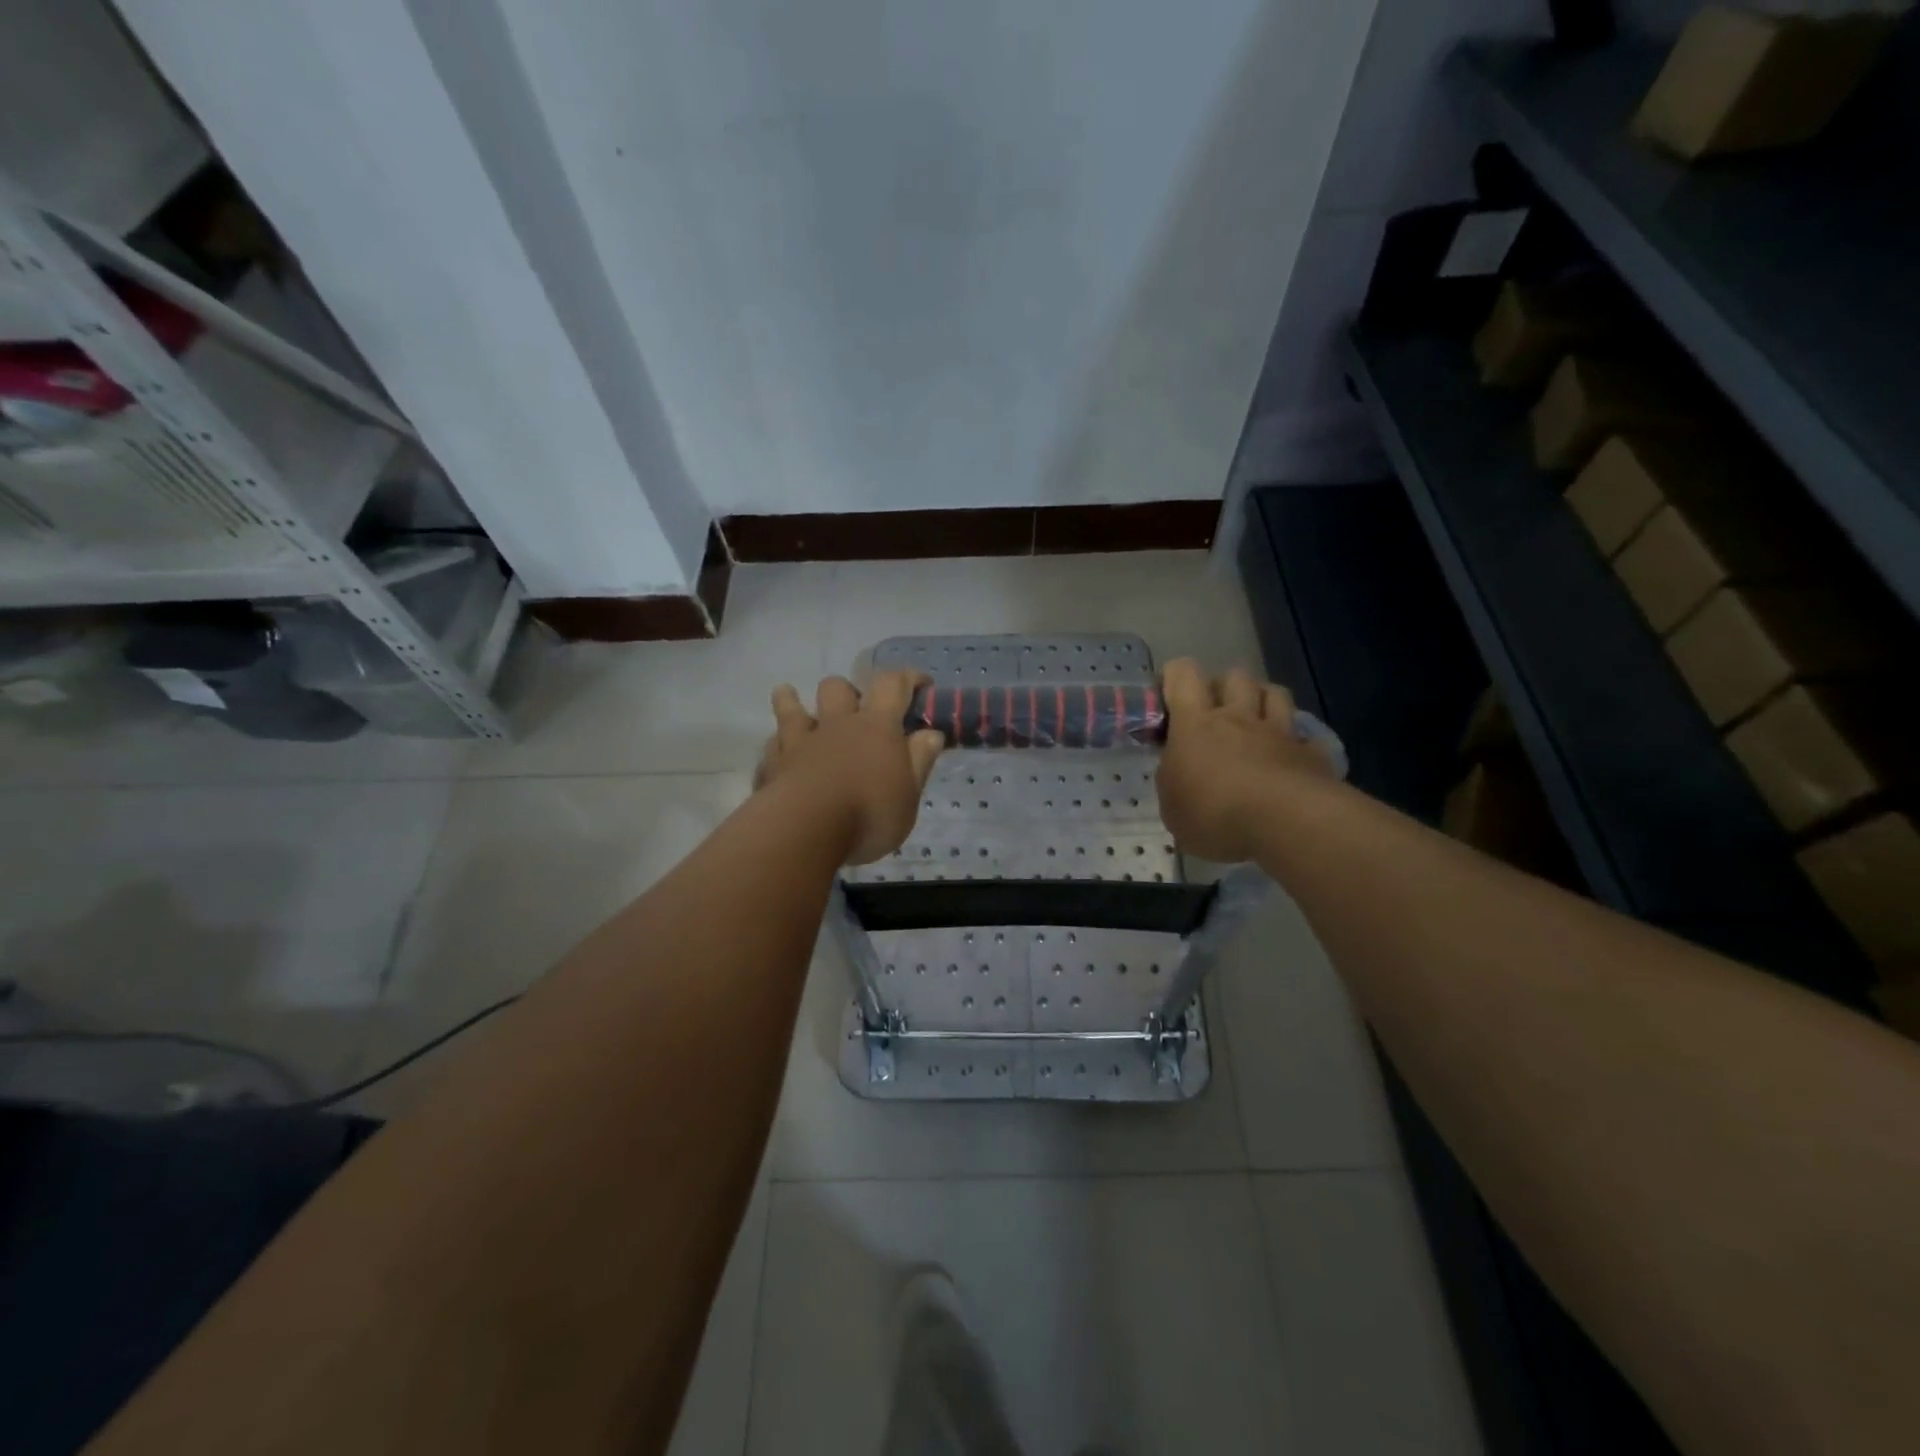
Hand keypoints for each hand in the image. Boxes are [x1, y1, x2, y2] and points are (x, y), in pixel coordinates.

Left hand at [757, 671, 946, 864]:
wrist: (804, 830)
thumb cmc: (868, 814)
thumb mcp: (909, 795)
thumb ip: (919, 761)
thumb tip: (931, 733)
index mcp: (877, 727)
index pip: (894, 685)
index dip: (908, 678)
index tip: (921, 683)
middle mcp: (837, 724)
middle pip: (838, 687)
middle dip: (849, 691)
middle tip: (857, 711)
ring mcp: (800, 741)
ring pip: (792, 707)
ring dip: (793, 701)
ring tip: (792, 700)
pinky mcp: (773, 763)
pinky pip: (774, 742)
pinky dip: (779, 744)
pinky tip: (781, 753)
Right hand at [1156, 659, 1334, 861]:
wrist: (1286, 825)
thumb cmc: (1214, 815)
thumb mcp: (1173, 807)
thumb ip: (1174, 780)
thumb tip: (1178, 773)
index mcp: (1195, 725)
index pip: (1183, 675)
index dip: (1175, 677)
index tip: (1168, 698)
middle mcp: (1238, 718)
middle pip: (1234, 676)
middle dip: (1223, 687)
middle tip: (1213, 713)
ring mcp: (1279, 733)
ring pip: (1275, 693)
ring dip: (1263, 700)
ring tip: (1254, 723)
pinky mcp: (1312, 754)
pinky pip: (1305, 736)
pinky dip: (1297, 742)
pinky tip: (1290, 760)